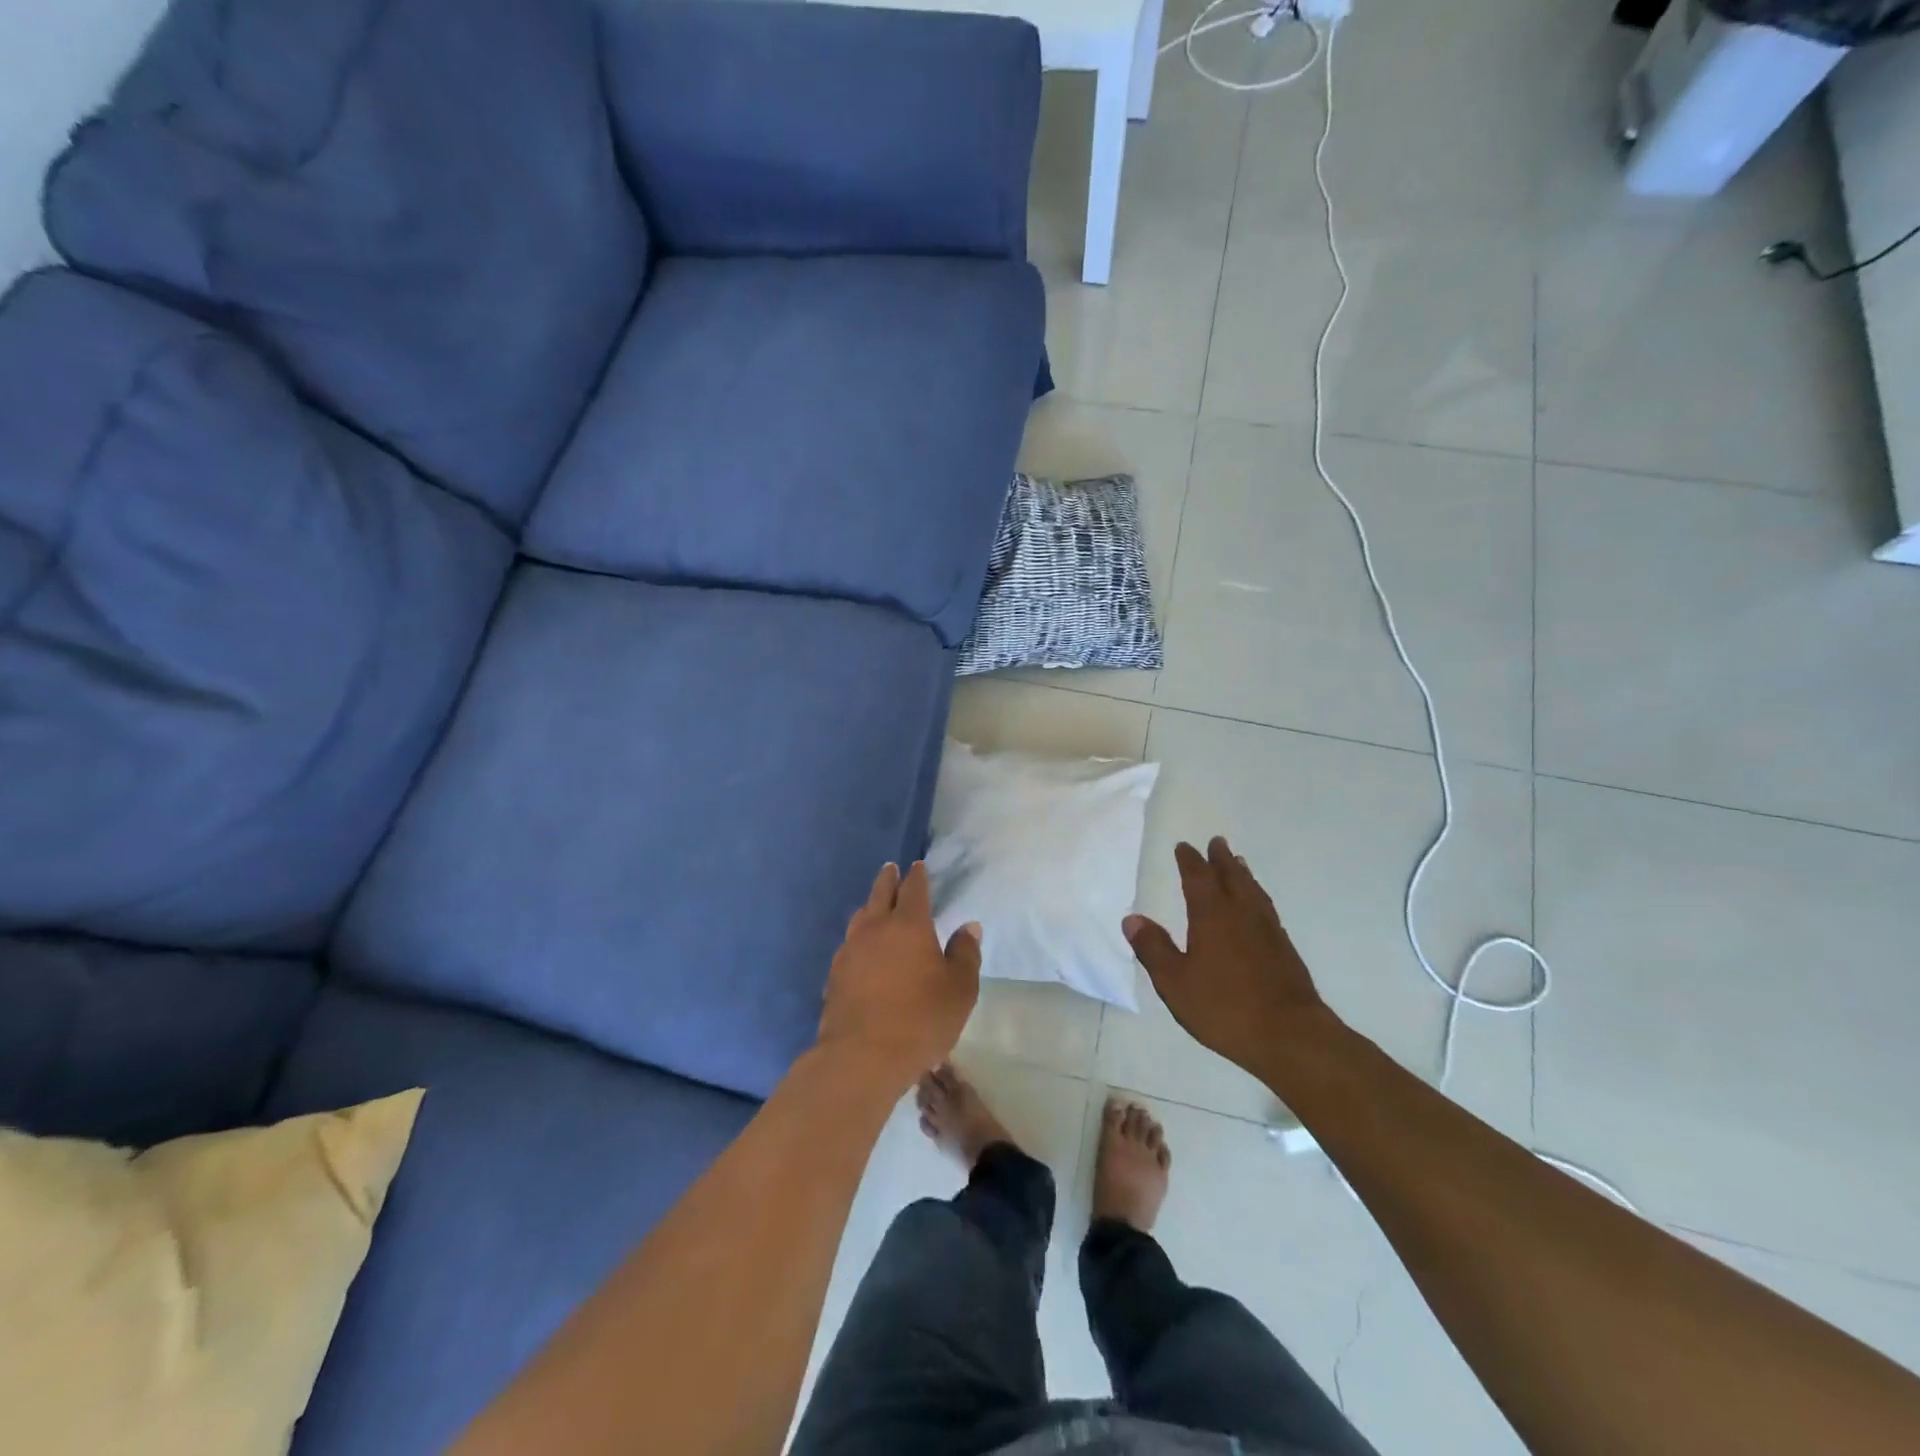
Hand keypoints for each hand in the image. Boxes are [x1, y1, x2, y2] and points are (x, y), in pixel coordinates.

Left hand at [817, 861, 980, 1088]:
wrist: (862, 1056)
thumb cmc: (921, 1019)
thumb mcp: (959, 989)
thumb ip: (965, 954)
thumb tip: (969, 927)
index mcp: (909, 925)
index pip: (914, 889)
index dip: (917, 876)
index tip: (918, 866)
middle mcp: (876, 928)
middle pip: (880, 894)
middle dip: (888, 879)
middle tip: (891, 869)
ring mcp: (850, 951)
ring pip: (860, 917)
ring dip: (870, 906)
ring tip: (874, 906)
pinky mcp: (834, 975)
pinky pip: (848, 945)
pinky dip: (858, 938)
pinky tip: (861, 950)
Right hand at [1124, 837, 1332, 1076]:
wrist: (1290, 1036)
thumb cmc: (1225, 1007)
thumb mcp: (1175, 982)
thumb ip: (1153, 949)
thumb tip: (1131, 918)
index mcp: (1212, 916)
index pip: (1199, 879)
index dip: (1190, 861)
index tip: (1184, 847)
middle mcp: (1242, 915)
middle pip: (1232, 877)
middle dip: (1221, 859)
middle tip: (1217, 842)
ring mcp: (1268, 931)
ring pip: (1253, 891)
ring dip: (1243, 874)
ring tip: (1239, 863)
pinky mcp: (1285, 950)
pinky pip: (1267, 909)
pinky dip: (1258, 897)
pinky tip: (1258, 907)